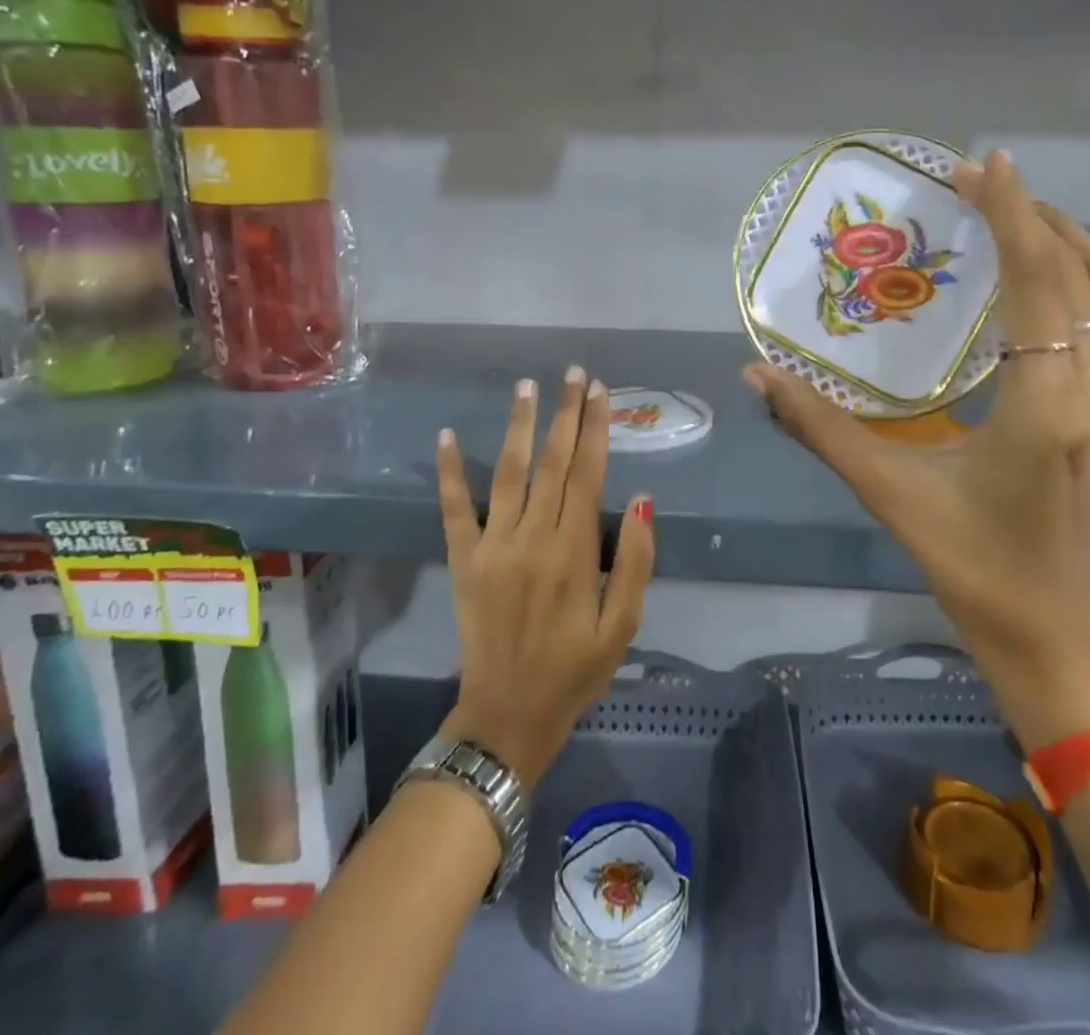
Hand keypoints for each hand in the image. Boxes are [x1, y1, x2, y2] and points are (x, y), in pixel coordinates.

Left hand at [435, 368, 655, 784]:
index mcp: (575, 552)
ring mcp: (493, 546)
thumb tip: (643, 501)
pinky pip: (454, 509)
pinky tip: (446, 435)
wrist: (507, 716)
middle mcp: (533, 538)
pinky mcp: (463, 560)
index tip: (600, 392)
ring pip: (508, 473)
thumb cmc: (574, 672)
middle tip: (573, 373)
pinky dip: (449, 471)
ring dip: (519, 426)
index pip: (588, 475)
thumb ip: (636, 562)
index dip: (595, 430)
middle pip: (553, 463)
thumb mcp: (623, 626)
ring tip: (527, 387)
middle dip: (565, 413)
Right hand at [744, 151, 1089, 741]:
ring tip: (1011, 217)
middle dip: (1035, 217)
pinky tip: (1035, 281)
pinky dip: (1080, 282)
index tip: (984, 163)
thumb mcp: (891, 495)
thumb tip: (757, 376)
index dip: (1013, 217)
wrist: (1055, 636)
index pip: (1040, 287)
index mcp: (1048, 410)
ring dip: (1068, 244)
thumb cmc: (971, 568)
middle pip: (1086, 277)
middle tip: (978, 184)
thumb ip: (820, 428)